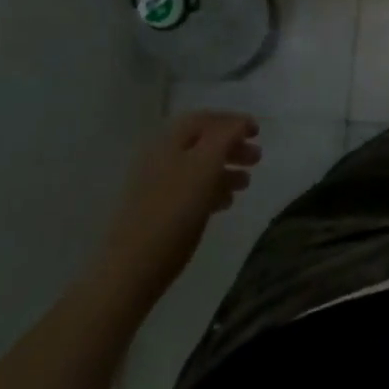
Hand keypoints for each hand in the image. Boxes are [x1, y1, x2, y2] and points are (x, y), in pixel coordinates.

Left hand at [90, 112, 260, 305]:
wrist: (130, 269)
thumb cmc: (173, 213)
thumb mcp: (205, 167)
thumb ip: (224, 138)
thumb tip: (239, 123)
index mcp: (169, 141)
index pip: (205, 118)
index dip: (233, 121)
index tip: (258, 132)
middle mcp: (160, 157)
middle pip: (202, 141)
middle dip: (232, 146)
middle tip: (257, 158)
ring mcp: (155, 184)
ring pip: (198, 166)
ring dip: (225, 169)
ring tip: (246, 184)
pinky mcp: (156, 209)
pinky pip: (189, 189)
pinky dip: (211, 189)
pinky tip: (225, 204)